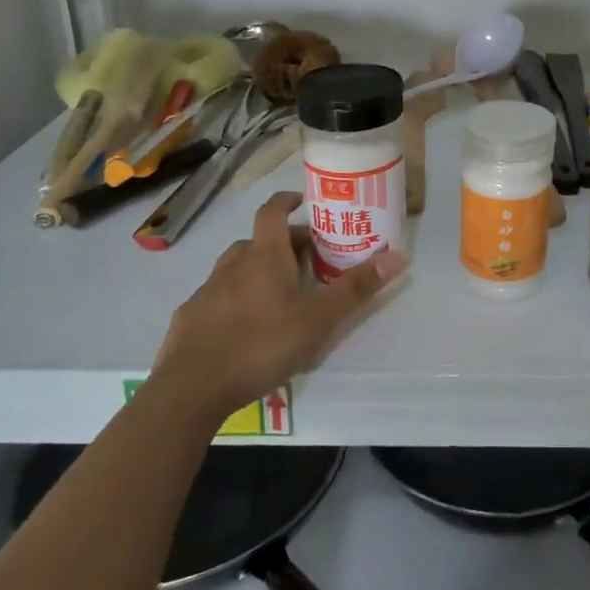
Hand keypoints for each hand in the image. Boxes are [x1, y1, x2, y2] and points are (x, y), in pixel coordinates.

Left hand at [152, 191, 407, 417]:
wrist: (190, 389)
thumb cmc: (261, 345)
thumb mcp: (318, 320)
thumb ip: (356, 288)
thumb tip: (399, 255)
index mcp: (264, 256)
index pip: (273, 211)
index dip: (287, 200)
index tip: (304, 200)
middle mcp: (233, 264)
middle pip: (259, 240)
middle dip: (285, 244)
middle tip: (310, 260)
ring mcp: (207, 290)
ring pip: (237, 267)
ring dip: (258, 269)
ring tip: (280, 292)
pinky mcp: (190, 317)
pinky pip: (218, 296)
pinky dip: (235, 297)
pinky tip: (245, 325)